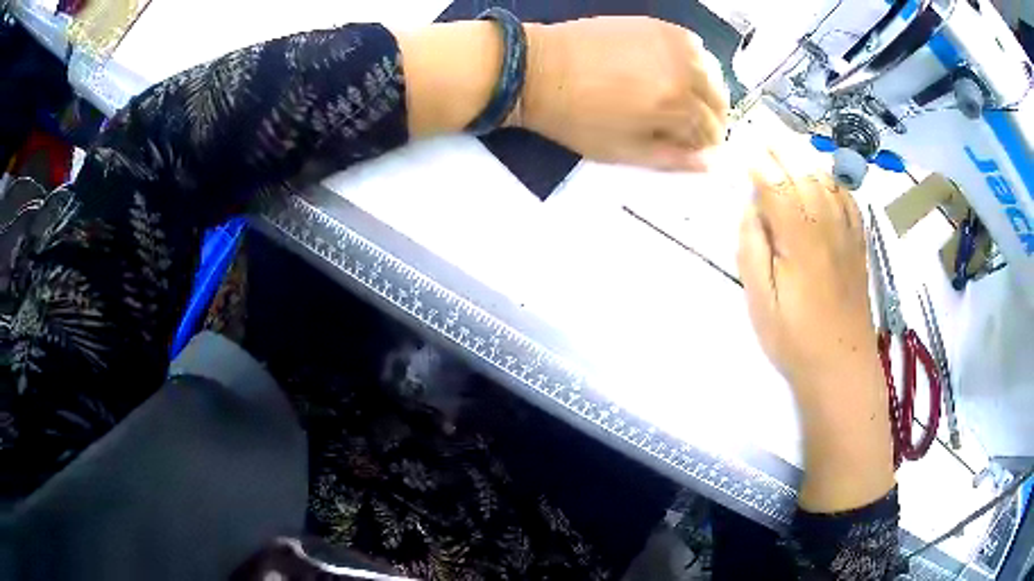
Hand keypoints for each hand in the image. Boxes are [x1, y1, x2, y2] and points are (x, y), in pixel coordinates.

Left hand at [519, 17, 728, 171]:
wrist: (538, 69)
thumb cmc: (576, 118)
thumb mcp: (624, 151)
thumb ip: (672, 158)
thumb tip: (710, 163)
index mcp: (675, 105)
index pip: (711, 131)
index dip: (705, 145)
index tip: (694, 147)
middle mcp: (683, 69)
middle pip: (718, 100)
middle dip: (709, 118)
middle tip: (689, 125)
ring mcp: (671, 42)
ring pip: (711, 72)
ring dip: (705, 90)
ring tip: (683, 99)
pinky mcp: (657, 24)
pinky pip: (693, 45)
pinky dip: (693, 61)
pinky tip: (676, 70)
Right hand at [738, 149, 893, 511]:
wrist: (841, 365)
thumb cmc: (794, 337)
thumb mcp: (760, 298)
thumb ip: (753, 245)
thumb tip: (752, 206)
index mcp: (798, 235)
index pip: (775, 181)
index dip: (756, 160)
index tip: (740, 143)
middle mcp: (826, 222)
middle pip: (802, 170)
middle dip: (779, 147)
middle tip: (760, 130)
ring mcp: (847, 231)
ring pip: (827, 178)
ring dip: (805, 156)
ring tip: (787, 145)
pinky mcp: (859, 243)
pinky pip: (849, 198)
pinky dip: (834, 180)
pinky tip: (824, 177)